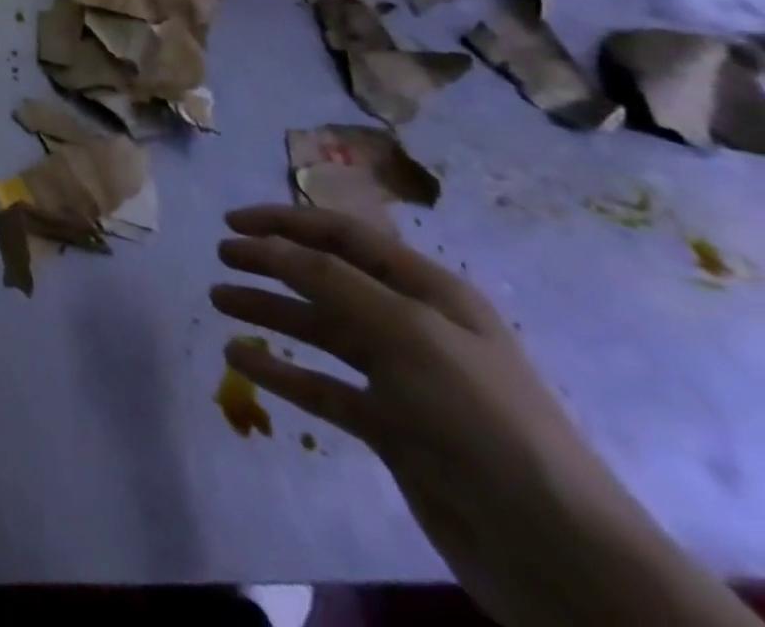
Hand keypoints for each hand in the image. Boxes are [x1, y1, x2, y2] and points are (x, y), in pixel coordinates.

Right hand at [210, 205, 747, 626]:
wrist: (557, 553)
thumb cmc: (482, 418)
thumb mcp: (408, 333)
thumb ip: (331, 281)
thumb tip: (267, 245)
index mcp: (430, 292)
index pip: (344, 236)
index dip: (285, 222)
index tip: (231, 222)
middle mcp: (414, 326)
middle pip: (328, 279)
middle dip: (272, 263)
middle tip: (221, 257)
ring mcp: (404, 379)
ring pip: (320, 330)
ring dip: (270, 312)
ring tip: (218, 301)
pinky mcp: (392, 428)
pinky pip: (324, 387)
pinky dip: (283, 373)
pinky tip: (241, 361)